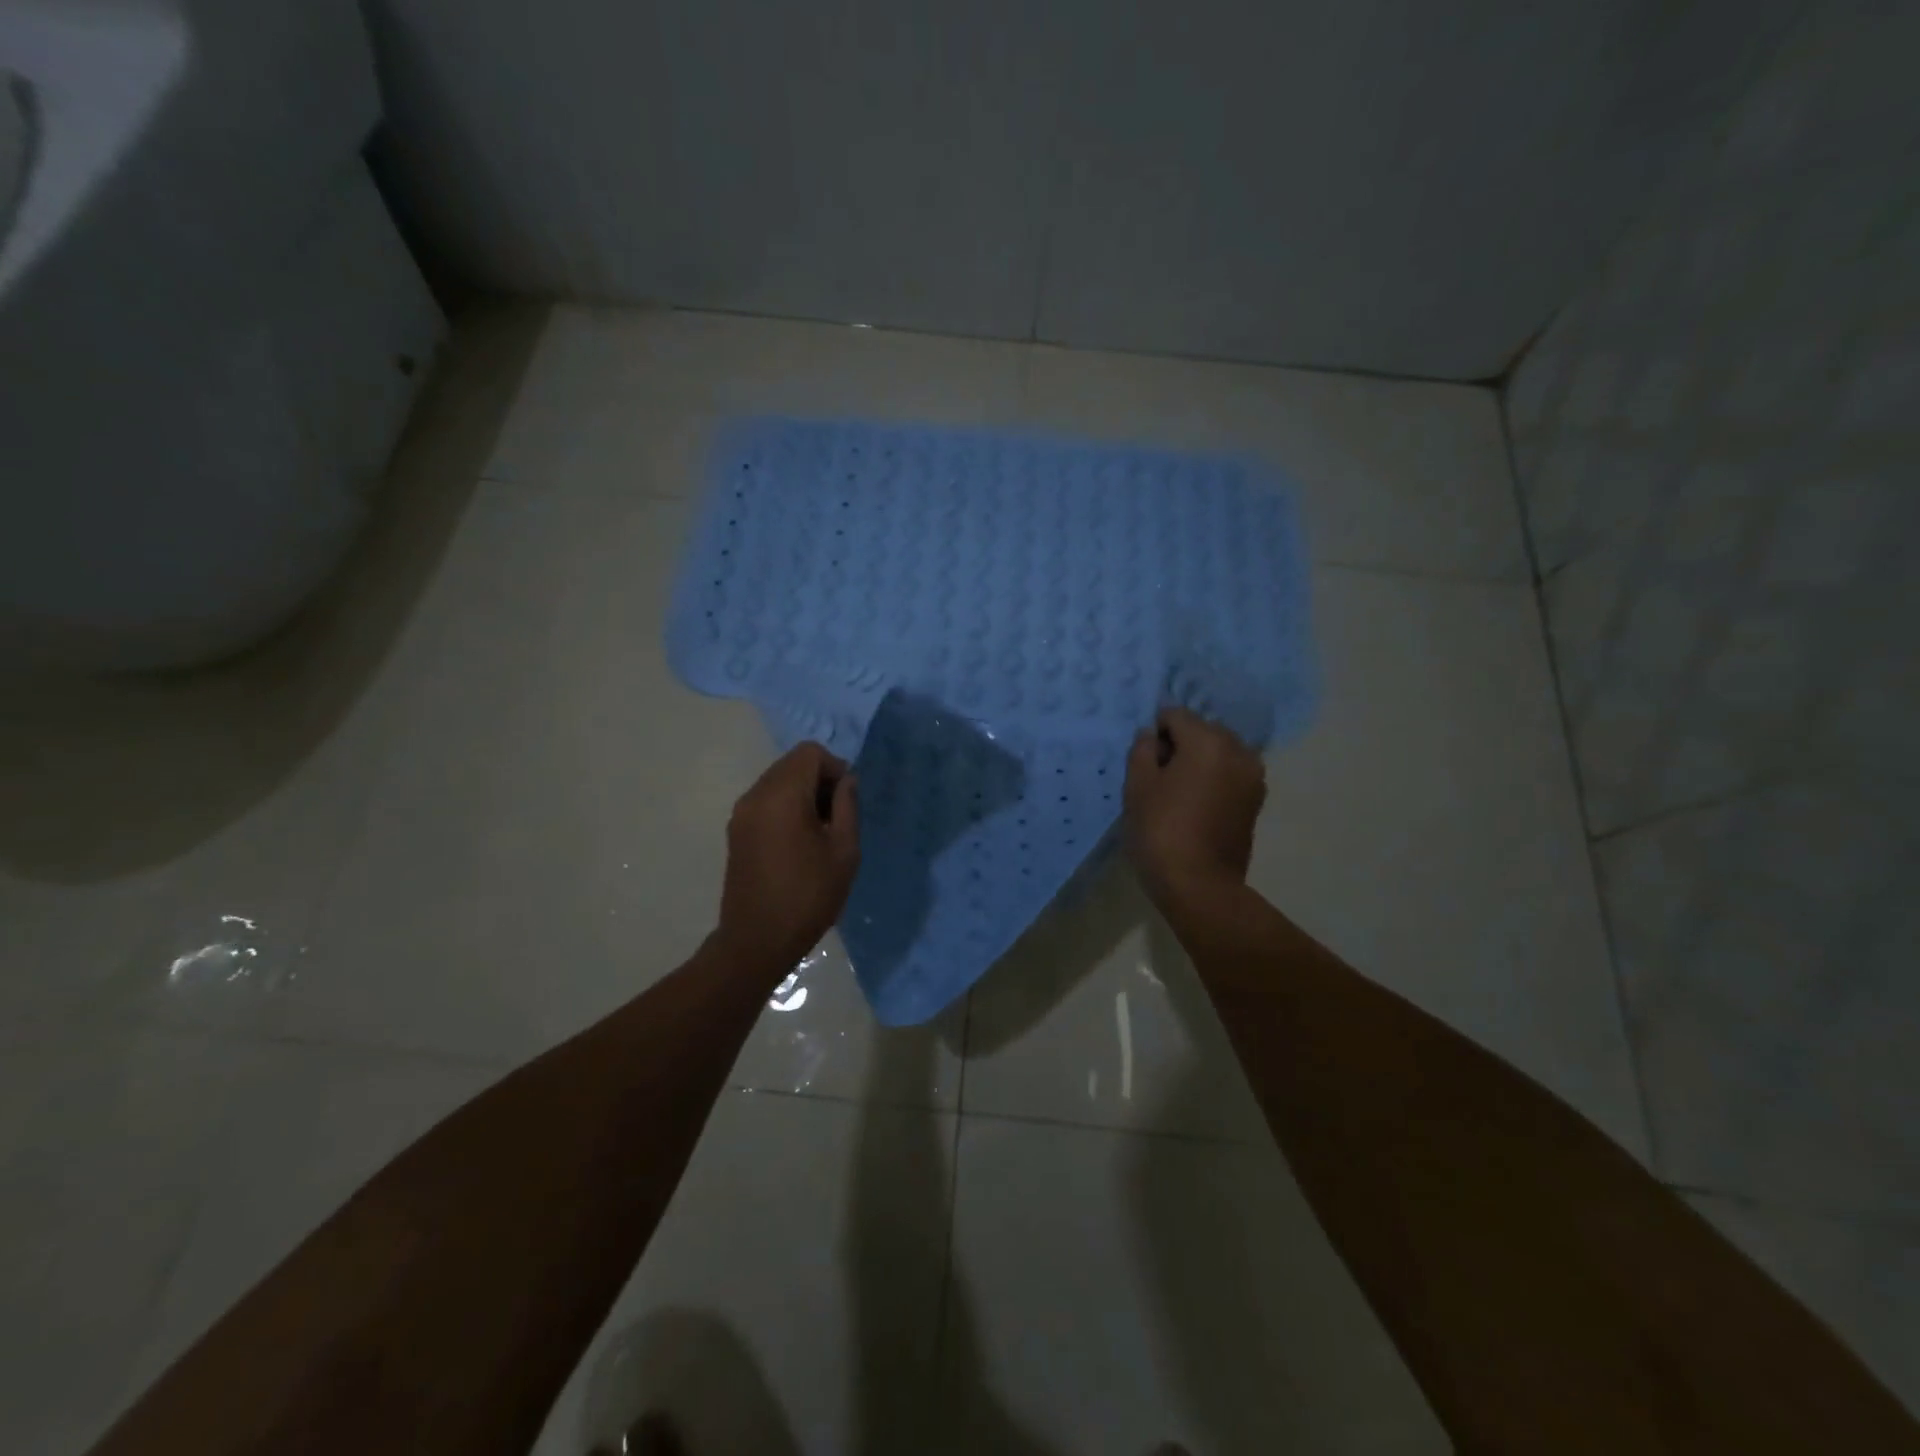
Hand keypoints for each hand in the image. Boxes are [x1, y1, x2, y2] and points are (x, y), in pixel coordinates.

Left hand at [716, 742, 859, 971]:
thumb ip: (847, 807)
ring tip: (820, 832)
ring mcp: (741, 813)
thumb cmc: (808, 897)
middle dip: (819, 779)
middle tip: (837, 817)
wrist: (756, 941)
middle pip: (792, 763)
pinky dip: (786, 806)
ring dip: (803, 793)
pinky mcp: (736, 830)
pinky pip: (765, 800)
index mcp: (782, 796)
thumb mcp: (844, 852)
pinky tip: (799, 841)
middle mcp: (755, 796)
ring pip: (778, 781)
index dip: (835, 768)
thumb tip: (846, 781)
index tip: (846, 801)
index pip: (810, 753)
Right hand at [1124, 707, 1266, 907]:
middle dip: (1181, 744)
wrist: (1199, 885)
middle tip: (1159, 776)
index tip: (1143, 759)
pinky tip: (1196, 804)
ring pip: (1219, 753)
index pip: (1175, 715)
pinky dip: (1214, 779)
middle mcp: (1238, 750)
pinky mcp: (1256, 800)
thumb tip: (1151, 736)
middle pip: (1202, 730)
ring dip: (1199, 762)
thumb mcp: (1137, 786)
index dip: (1155, 733)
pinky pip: (1230, 774)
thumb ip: (1142, 750)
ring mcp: (1253, 776)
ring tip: (1178, 791)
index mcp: (1208, 741)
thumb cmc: (1161, 831)